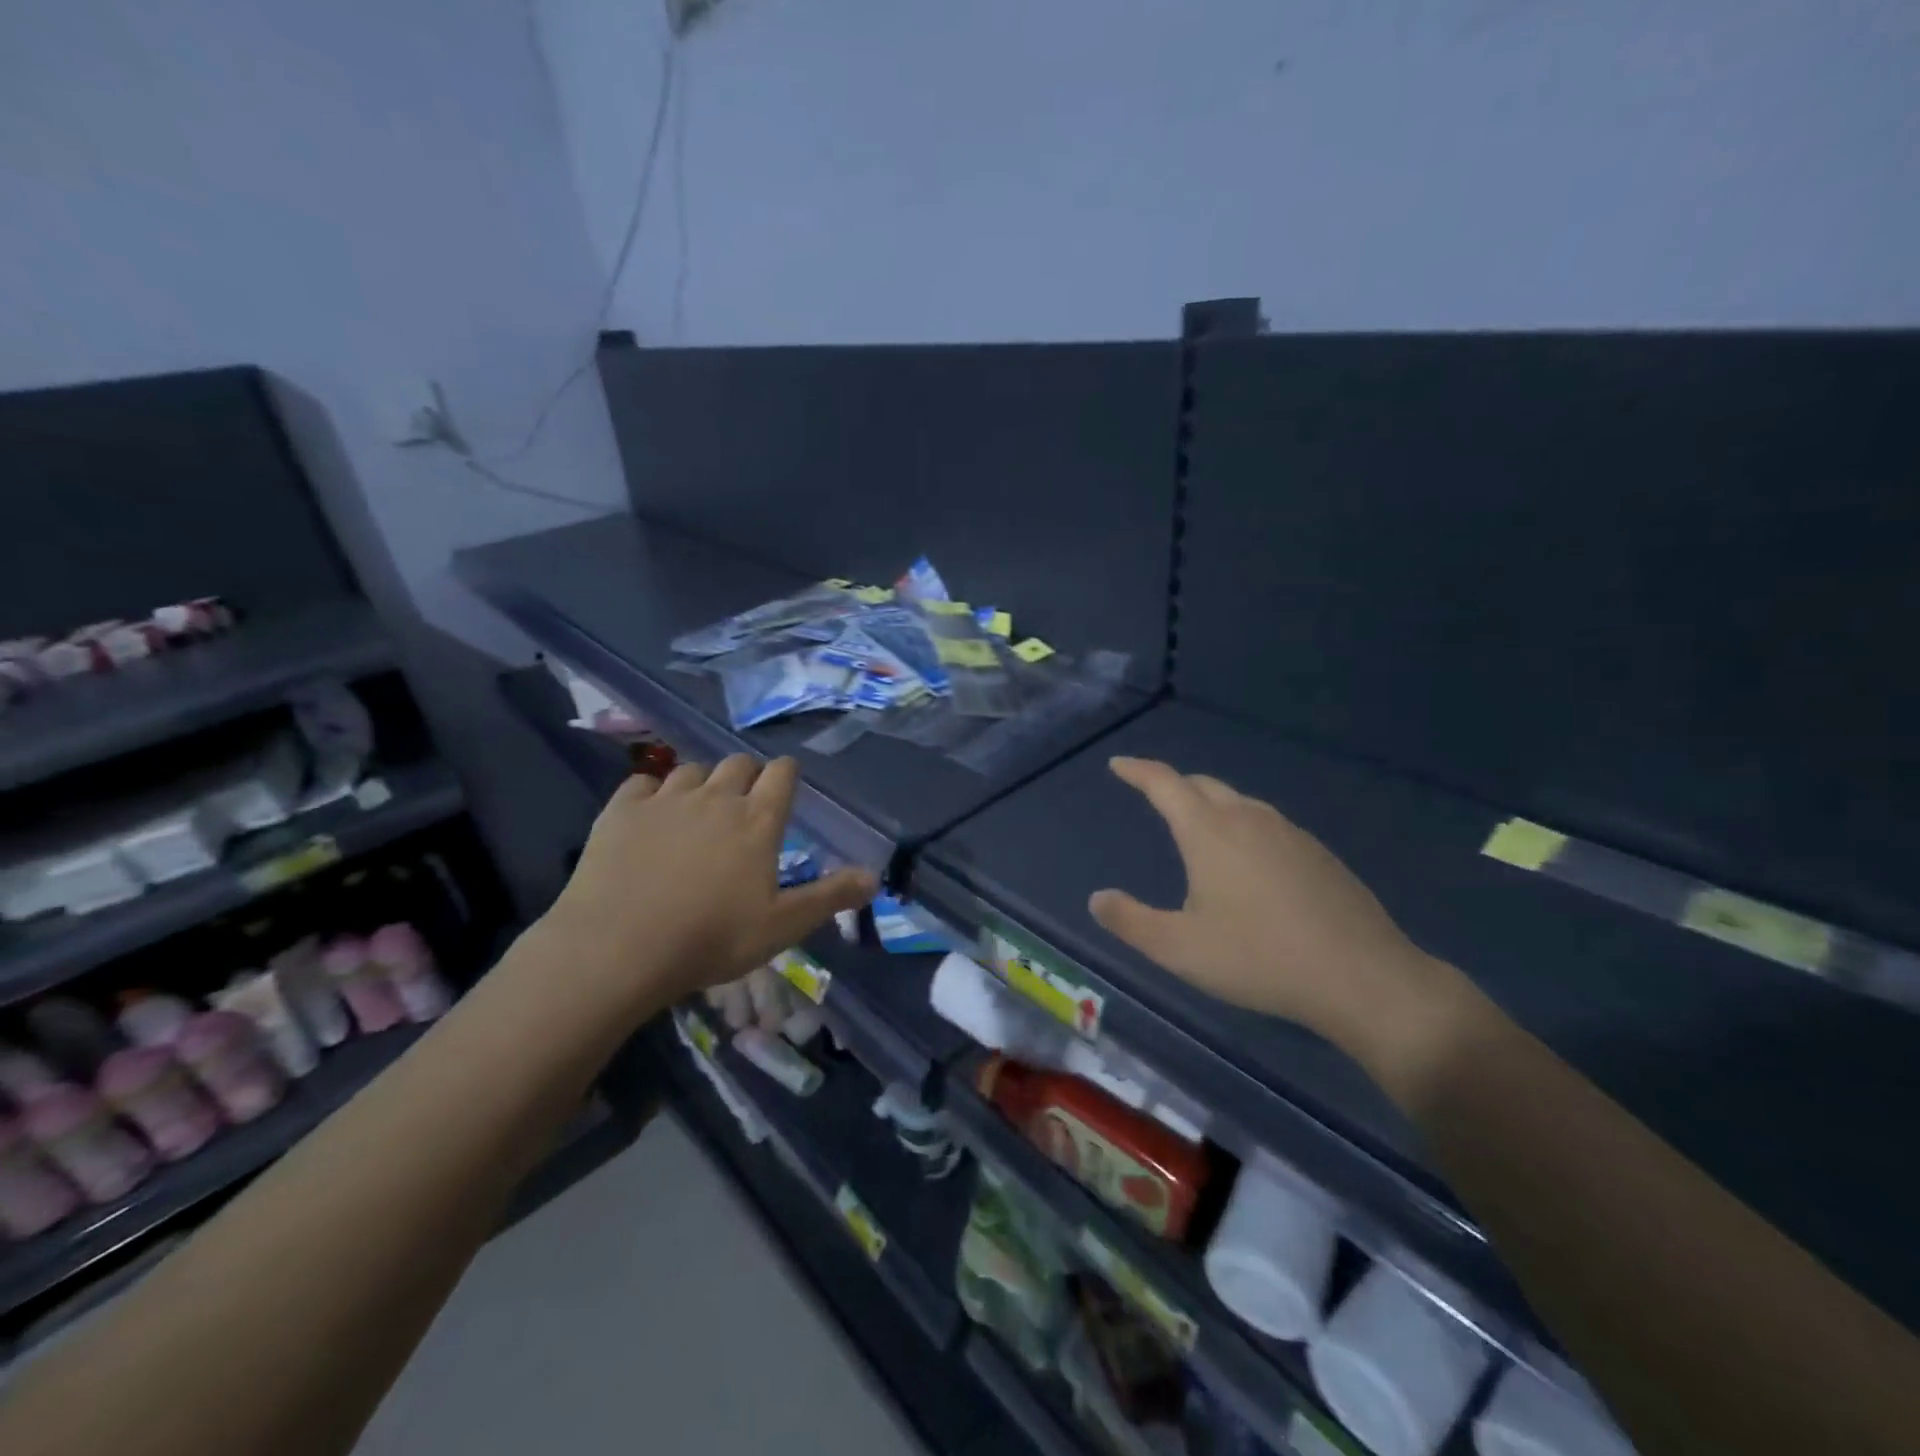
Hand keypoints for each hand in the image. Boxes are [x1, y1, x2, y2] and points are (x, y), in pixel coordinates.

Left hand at [536, 756, 874, 1015]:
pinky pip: (642, 782)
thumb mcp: (782, 926)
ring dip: (701, 782)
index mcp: (758, 820)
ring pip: (691, 770)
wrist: (618, 948)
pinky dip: (651, 791)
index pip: (782, 773)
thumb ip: (830, 897)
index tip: (784, 787)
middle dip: (746, 776)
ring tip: (697, 810)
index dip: (786, 775)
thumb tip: (875, 878)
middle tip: (743, 805)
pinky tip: (650, 813)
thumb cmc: (711, 939)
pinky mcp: (622, 810)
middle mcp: (717, 797)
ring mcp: (666, 799)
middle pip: (738, 763)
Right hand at [1088, 757, 1473, 1065]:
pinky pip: (1268, 824)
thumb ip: (1131, 921)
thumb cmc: (1259, 959)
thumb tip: (1097, 898)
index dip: (1138, 770)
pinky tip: (1251, 859)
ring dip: (1211, 803)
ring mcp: (1290, 833)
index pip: (1165, 784)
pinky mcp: (1319, 854)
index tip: (1119, 764)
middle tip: (1154, 795)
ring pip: (1240, 802)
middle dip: (1174, 784)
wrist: (1362, 977)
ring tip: (1199, 825)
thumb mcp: (1180, 949)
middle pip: (1203, 785)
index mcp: (1209, 832)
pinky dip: (1244, 825)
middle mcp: (1249, 819)